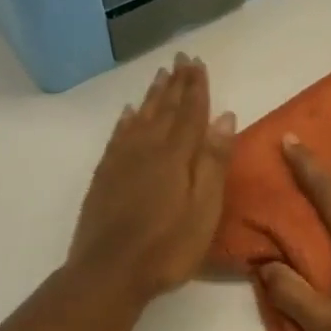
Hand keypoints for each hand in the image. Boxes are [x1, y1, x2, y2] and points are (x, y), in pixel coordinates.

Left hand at [67, 53, 236, 302]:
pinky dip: (126, 120)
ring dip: (153, 96)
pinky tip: (129, 113)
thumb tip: (225, 116)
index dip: (196, 87)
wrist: (108, 272)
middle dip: (176, 83)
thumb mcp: (204, 208)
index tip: (198, 63)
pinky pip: (118, 136)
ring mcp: (122, 161)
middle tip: (181, 58)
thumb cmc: (167, 246)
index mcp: (176, 155)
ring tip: (160, 75)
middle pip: (165, 109)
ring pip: (141, 117)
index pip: (190, 112)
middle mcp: (147, 148)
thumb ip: (213, 161)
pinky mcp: (105, 176)